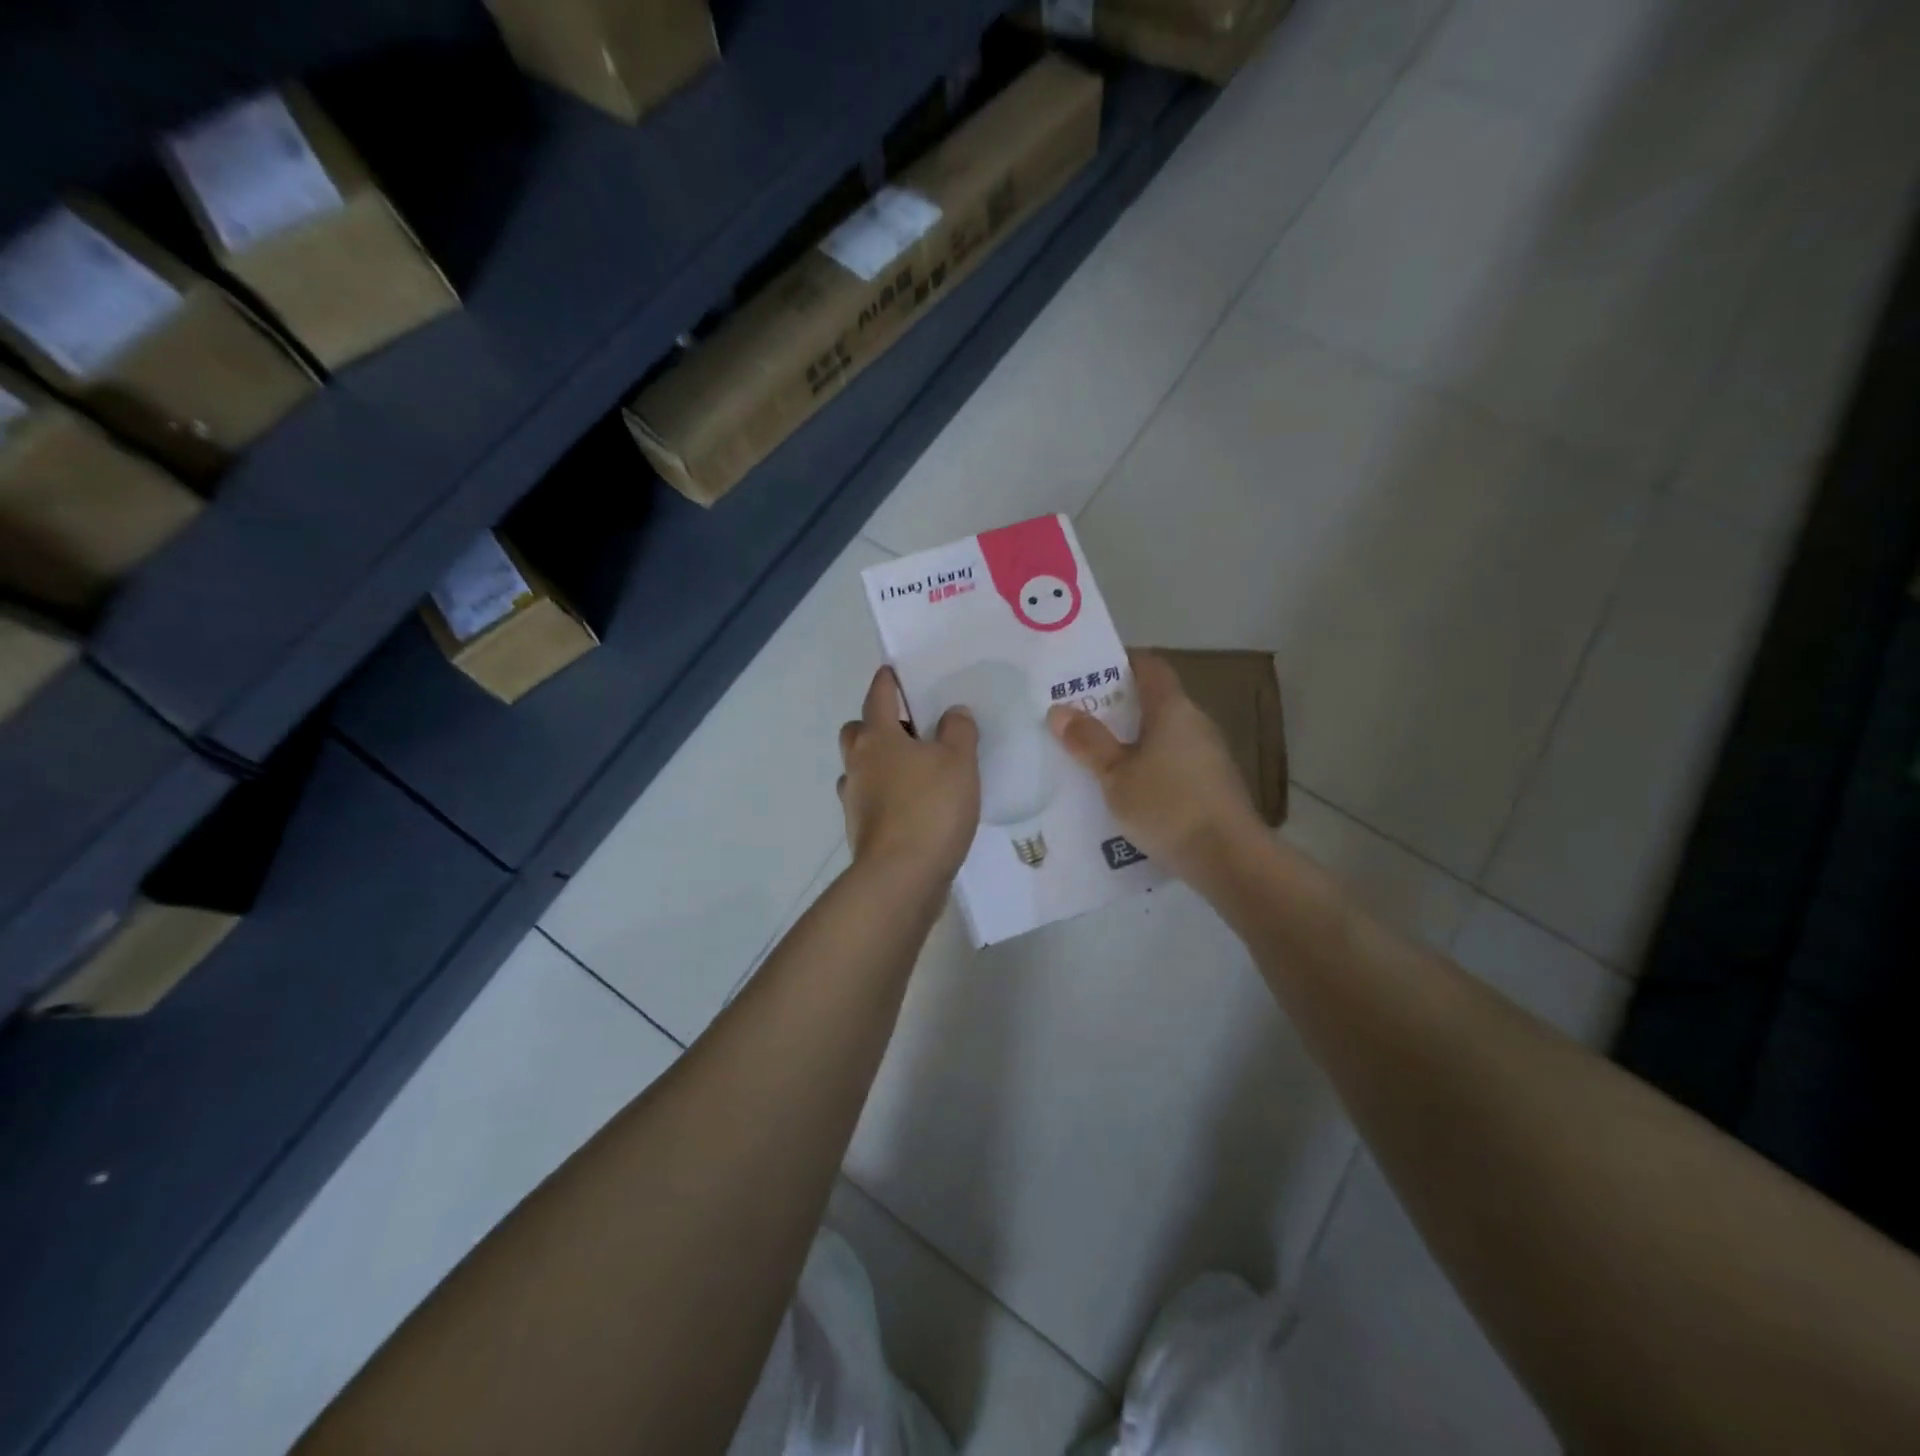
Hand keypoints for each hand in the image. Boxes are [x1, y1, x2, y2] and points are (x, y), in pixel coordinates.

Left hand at [839, 667, 980, 885]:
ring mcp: (854, 799)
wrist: (902, 875)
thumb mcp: (959, 761)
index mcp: (877, 737)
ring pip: (860, 768)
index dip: (887, 680)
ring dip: (879, 763)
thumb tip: (952, 713)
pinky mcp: (861, 830)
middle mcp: (858, 764)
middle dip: (876, 724)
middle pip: (857, 731)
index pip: (878, 696)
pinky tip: (912, 805)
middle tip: (910, 730)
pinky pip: (870, 800)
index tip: (894, 671)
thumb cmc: (931, 807)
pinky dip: (885, 796)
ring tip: (915, 770)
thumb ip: (958, 730)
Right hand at [1047, 651, 1263, 880]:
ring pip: (1164, 735)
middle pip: (1155, 701)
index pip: (1150, 666)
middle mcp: (1196, 723)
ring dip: (1133, 740)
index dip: (1121, 662)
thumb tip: (1059, 710)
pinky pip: (1174, 762)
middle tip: (1080, 718)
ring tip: (1096, 755)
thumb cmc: (1168, 806)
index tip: (1089, 672)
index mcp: (1173, 709)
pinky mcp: (1213, 784)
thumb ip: (1089, 742)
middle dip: (1118, 706)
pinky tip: (1127, 789)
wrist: (1229, 859)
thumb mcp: (1116, 776)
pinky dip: (1150, 765)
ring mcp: (1209, 754)